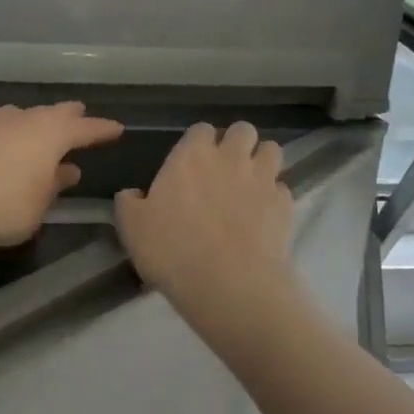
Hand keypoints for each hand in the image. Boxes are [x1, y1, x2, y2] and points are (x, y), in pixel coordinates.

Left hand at [0, 102, 123, 246]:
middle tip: (78, 114)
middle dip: (68, 115)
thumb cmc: (4, 203)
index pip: (86, 129)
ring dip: (26, 123)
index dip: (102, 129)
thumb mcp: (38, 206)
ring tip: (30, 130)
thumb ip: (54, 187)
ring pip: (16, 116)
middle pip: (52, 113)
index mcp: (53, 135)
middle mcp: (24, 119)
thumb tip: (68, 171)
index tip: (117, 128)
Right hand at [115, 121, 294, 331]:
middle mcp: (230, 157)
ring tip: (252, 183)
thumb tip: (131, 194)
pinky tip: (265, 216)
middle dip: (237, 142)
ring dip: (262, 160)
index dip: (199, 142)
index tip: (193, 162)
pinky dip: (275, 197)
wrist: (229, 284)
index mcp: (192, 155)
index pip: (201, 129)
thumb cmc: (173, 250)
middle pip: (243, 130)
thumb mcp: (133, 228)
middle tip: (226, 167)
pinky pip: (282, 188)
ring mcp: (262, 178)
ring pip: (272, 150)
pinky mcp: (284, 204)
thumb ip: (129, 203)